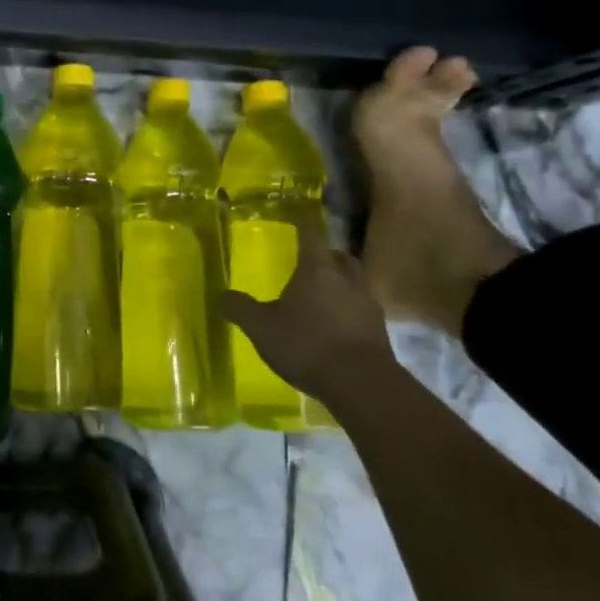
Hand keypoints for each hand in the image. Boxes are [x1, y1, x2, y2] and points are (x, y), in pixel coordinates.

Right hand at [222, 226, 395, 405]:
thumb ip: (240, 308)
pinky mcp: (379, 331)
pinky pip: (361, 310)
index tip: (297, 215)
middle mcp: (346, 280)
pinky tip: (334, 326)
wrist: (362, 384)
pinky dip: (348, 310)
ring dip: (341, 283)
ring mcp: (367, 305)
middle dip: (326, 255)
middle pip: (339, 257)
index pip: (310, 234)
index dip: (303, 223)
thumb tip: (220, 295)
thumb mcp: (261, 327)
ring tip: (322, 295)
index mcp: (317, 269)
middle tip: (311, 260)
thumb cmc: (307, 344)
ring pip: (354, 283)